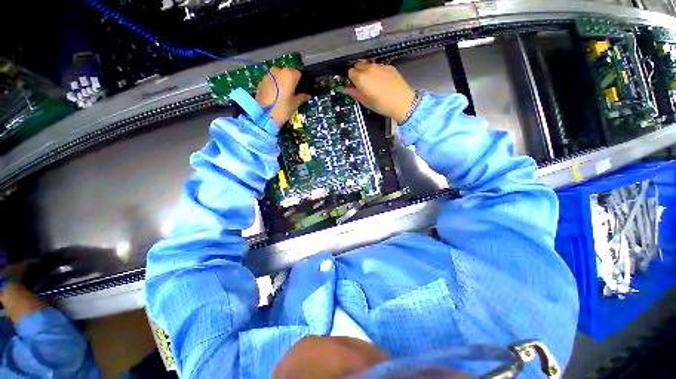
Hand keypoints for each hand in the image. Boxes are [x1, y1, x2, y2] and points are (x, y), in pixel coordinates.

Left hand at [256, 67, 309, 126]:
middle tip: (291, 94)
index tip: (299, 91)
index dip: (300, 83)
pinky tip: (275, 97)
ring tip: (282, 97)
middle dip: (290, 82)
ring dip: (281, 83)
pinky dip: (274, 86)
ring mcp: (268, 75)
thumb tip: (307, 96)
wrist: (264, 115)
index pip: (298, 74)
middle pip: (287, 73)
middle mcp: (278, 71)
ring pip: (278, 76)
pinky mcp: (261, 81)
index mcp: (289, 74)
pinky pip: (271, 81)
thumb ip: (302, 97)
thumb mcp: (295, 104)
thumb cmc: (282, 109)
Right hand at [341, 61, 415, 123]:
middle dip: (357, 73)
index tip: (354, 85)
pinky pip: (378, 66)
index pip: (349, 72)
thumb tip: (344, 89)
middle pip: (358, 65)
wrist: (402, 102)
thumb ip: (354, 93)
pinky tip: (381, 81)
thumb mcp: (365, 101)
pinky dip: (376, 71)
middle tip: (361, 85)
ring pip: (368, 64)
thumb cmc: (382, 105)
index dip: (351, 79)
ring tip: (372, 83)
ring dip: (366, 71)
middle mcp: (369, 68)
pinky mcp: (389, 66)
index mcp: (361, 78)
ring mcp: (380, 66)